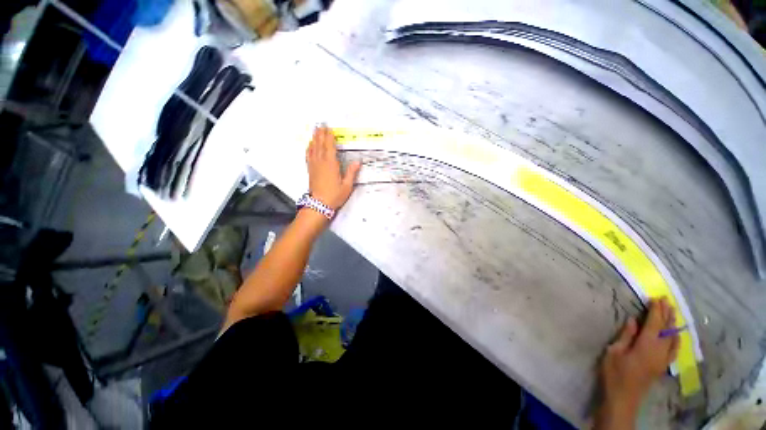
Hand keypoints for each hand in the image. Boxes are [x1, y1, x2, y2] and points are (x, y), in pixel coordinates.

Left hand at [305, 126, 361, 210]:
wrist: (319, 205)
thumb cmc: (334, 195)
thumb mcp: (347, 185)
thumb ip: (352, 172)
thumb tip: (357, 162)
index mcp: (331, 164)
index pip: (330, 146)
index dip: (329, 136)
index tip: (329, 128)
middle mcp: (321, 162)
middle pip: (320, 144)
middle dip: (321, 134)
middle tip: (321, 125)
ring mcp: (314, 166)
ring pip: (313, 148)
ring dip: (314, 139)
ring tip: (315, 131)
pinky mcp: (310, 170)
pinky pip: (308, 156)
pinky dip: (309, 149)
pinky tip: (309, 146)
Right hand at [596, 298, 679, 427]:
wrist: (623, 397)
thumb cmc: (615, 373)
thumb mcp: (614, 352)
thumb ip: (626, 336)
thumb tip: (634, 320)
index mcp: (646, 346)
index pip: (654, 324)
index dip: (656, 310)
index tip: (656, 298)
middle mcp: (659, 351)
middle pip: (667, 329)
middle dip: (667, 314)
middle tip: (666, 300)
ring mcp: (663, 359)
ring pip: (673, 338)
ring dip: (673, 324)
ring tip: (672, 312)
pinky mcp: (662, 365)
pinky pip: (674, 349)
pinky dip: (676, 339)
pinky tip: (676, 335)